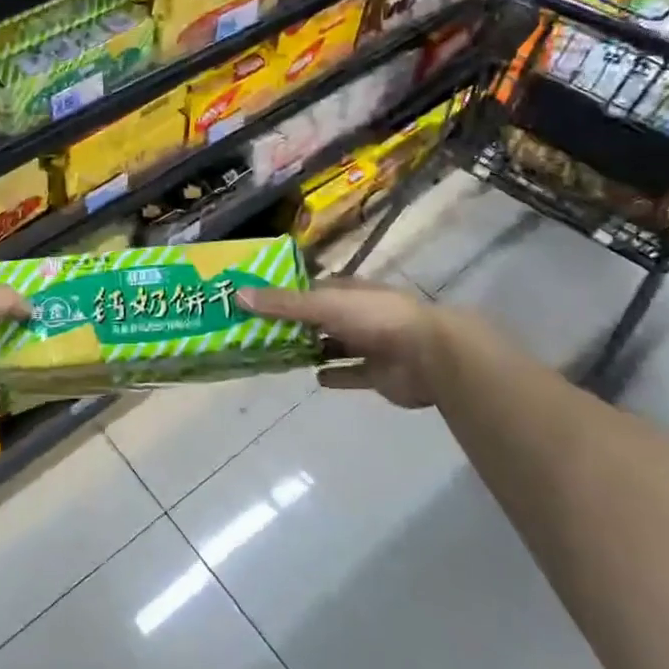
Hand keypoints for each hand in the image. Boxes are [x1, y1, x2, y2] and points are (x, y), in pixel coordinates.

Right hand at [237, 279, 472, 409]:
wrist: (429, 355)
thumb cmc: (376, 319)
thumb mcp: (324, 305)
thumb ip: (283, 304)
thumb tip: (238, 295)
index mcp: (348, 292)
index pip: (310, 290)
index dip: (285, 294)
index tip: (255, 301)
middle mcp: (358, 315)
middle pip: (320, 319)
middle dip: (294, 325)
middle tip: (258, 333)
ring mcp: (370, 344)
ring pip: (334, 345)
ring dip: (312, 349)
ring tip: (278, 355)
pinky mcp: (378, 374)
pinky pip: (351, 374)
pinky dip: (335, 375)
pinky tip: (315, 379)